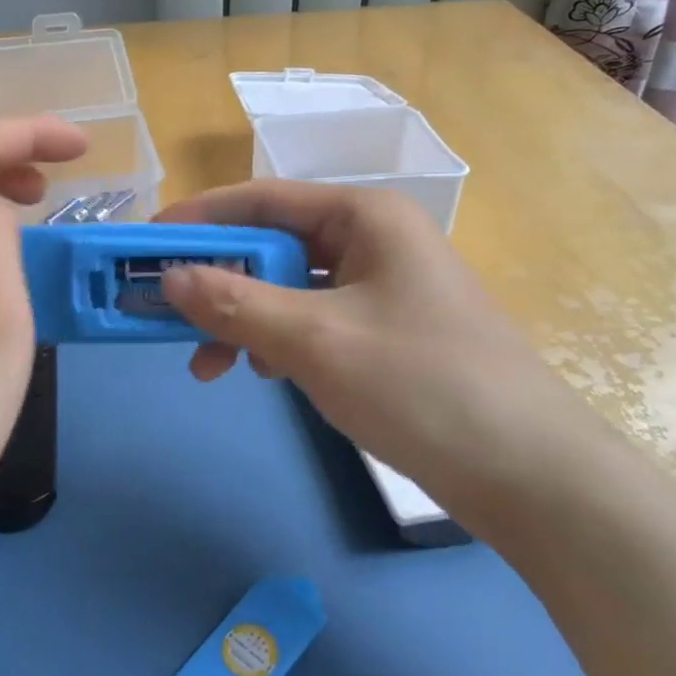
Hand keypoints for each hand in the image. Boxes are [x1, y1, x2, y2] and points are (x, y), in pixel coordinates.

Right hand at [155, 181, 622, 540]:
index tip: (146, 244)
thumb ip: (234, 303)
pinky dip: (278, 340)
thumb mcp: (313, 340)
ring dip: (243, 318)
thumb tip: (168, 277)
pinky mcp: (387, 330)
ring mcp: (383, 286)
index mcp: (365, 216)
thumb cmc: (420, 386)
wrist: (529, 476)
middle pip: (272, 244)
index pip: (261, 199)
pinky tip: (261, 372)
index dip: (198, 219)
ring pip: (289, 287)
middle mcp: (374, 238)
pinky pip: (313, 319)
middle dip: (219, 281)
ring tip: (209, 363)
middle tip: (167, 314)